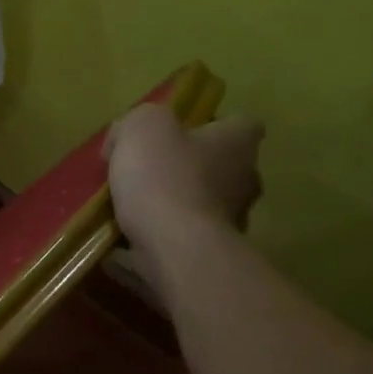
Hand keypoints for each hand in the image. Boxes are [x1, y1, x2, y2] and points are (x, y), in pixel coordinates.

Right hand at [105, 103, 264, 298]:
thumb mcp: (142, 127)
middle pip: (219, 165)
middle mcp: (246, 179)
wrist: (174, 248)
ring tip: (131, 211)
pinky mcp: (212, 252)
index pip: (239, 123)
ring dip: (175, 204)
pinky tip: (130, 238)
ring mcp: (233, 220)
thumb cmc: (164, 178)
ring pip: (202, 203)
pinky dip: (163, 236)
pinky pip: (185, 237)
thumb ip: (137, 121)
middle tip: (145, 174)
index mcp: (238, 143)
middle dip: (187, 168)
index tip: (175, 135)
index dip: (208, 125)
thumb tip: (126, 138)